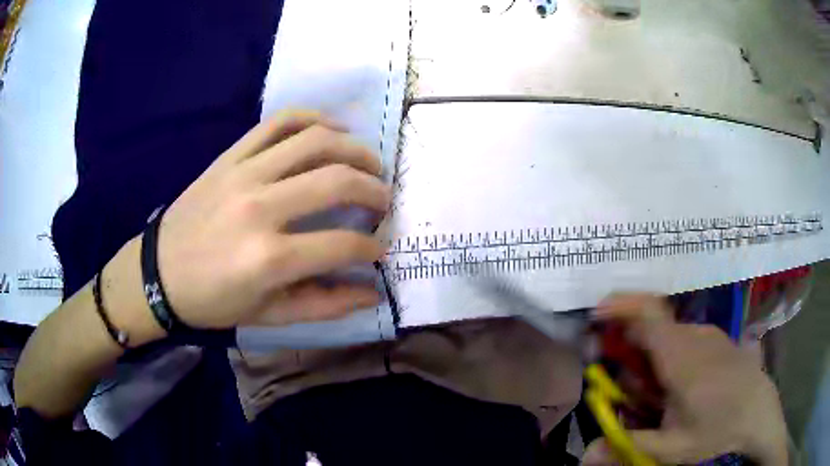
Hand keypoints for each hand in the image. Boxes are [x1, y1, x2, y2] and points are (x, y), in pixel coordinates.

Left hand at [155, 111, 390, 329]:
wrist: (158, 273)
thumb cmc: (212, 301)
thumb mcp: (268, 316)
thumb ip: (324, 305)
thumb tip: (372, 292)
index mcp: (269, 258)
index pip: (342, 244)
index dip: (372, 247)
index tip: (379, 249)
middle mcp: (260, 207)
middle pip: (337, 181)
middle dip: (375, 190)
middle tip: (384, 201)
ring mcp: (243, 173)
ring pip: (315, 141)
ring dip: (354, 148)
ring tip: (369, 162)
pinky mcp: (229, 156)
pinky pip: (277, 122)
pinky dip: (311, 118)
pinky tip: (331, 129)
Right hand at [584, 294, 787, 465]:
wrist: (758, 410)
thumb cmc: (717, 429)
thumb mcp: (671, 447)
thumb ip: (629, 446)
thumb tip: (584, 455)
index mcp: (679, 358)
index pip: (646, 314)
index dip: (619, 307)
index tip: (595, 316)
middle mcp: (692, 336)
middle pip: (650, 326)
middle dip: (630, 348)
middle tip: (630, 386)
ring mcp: (706, 333)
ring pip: (666, 334)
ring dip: (652, 356)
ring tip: (658, 395)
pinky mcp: (715, 336)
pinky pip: (683, 337)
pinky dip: (670, 354)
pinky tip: (681, 385)